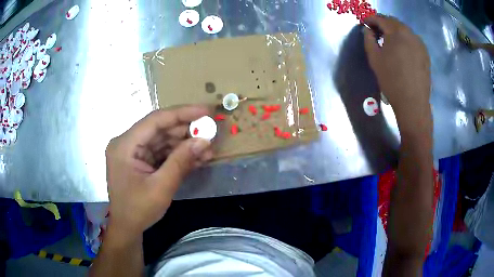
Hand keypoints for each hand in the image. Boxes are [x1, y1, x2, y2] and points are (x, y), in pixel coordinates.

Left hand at [105, 106, 212, 241]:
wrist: (127, 228)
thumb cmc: (138, 210)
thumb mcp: (161, 187)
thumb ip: (181, 162)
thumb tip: (204, 140)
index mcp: (125, 145)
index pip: (155, 120)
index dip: (182, 113)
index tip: (206, 111)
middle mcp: (128, 143)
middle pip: (160, 129)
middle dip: (186, 131)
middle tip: (211, 132)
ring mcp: (134, 152)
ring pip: (163, 140)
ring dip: (185, 144)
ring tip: (208, 149)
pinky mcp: (141, 160)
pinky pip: (162, 152)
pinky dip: (179, 155)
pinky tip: (197, 158)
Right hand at [363, 15, 431, 130]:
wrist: (413, 102)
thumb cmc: (391, 80)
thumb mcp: (374, 59)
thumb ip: (368, 39)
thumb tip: (367, 30)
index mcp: (396, 32)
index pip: (380, 19)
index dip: (370, 19)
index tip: (364, 24)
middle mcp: (409, 33)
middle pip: (393, 22)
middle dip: (383, 24)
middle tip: (375, 31)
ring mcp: (419, 43)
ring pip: (404, 30)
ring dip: (394, 31)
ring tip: (388, 40)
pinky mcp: (425, 53)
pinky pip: (412, 39)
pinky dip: (404, 39)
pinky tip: (401, 49)